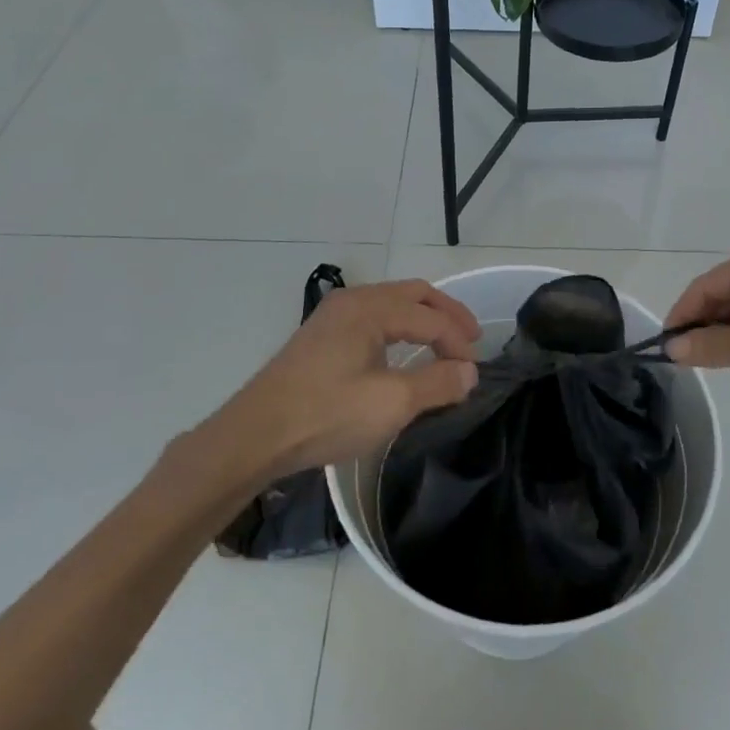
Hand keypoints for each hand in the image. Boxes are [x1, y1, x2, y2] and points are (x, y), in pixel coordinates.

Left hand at [217, 281, 480, 475]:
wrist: (255, 435)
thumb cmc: (326, 415)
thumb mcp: (391, 403)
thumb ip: (437, 383)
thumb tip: (469, 372)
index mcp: (370, 308)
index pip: (430, 317)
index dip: (458, 342)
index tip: (474, 373)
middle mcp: (353, 300)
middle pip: (413, 295)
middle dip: (447, 315)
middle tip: (471, 340)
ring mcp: (333, 315)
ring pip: (392, 303)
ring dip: (423, 319)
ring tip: (444, 344)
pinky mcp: (322, 335)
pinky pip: (374, 317)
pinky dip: (400, 327)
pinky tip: (403, 350)